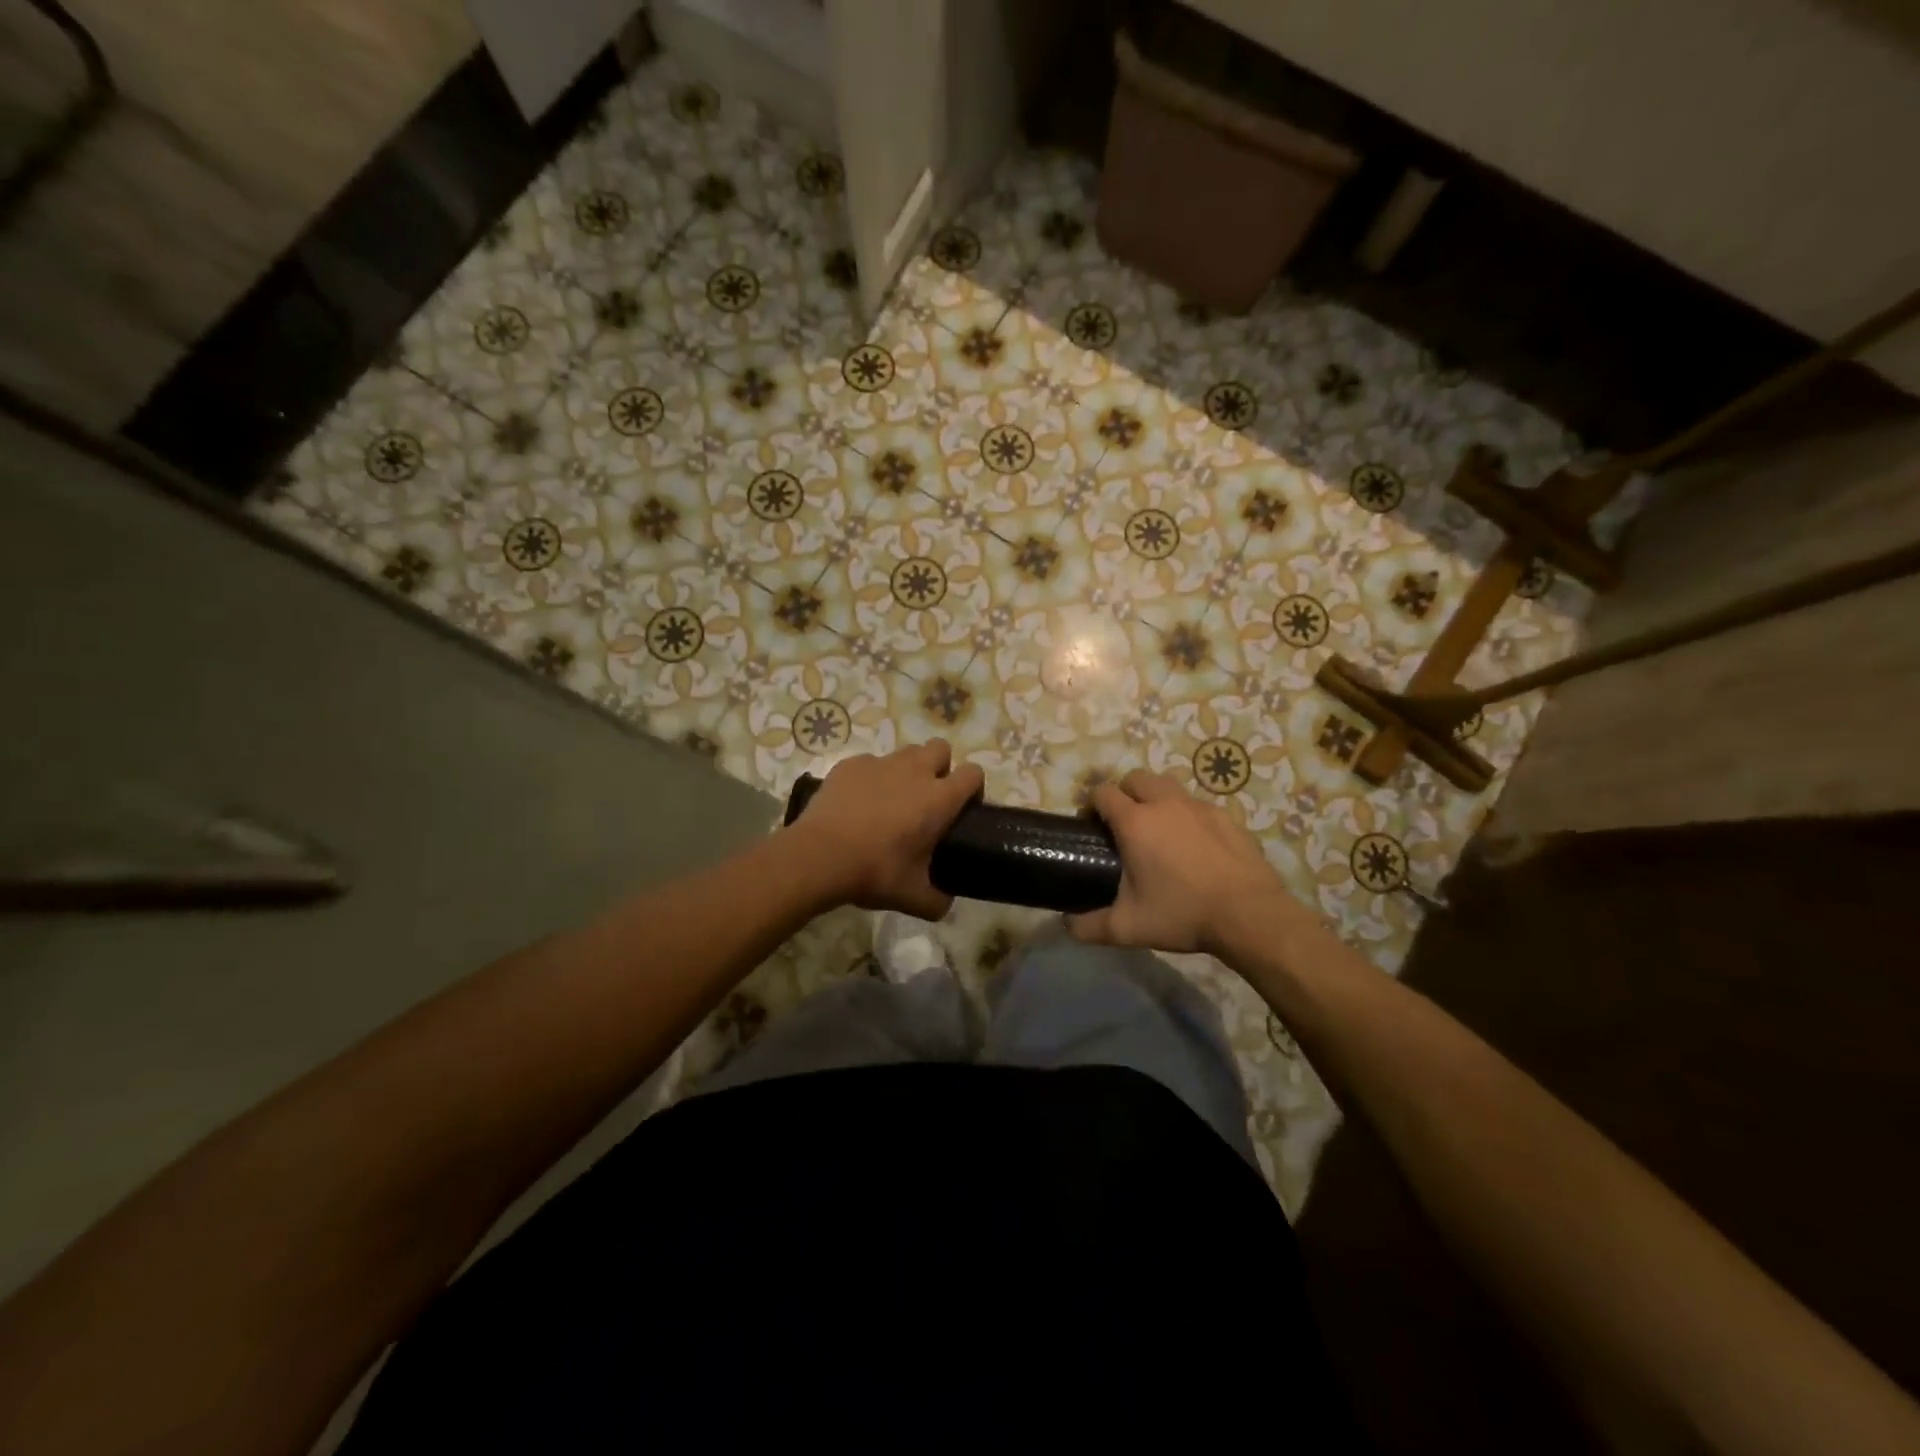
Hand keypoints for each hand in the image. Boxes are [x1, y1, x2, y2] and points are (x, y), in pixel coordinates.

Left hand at [788, 741, 983, 917]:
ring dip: (908, 769)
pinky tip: (858, 803)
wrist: (819, 856)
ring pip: (906, 752)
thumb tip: (945, 903)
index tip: (964, 808)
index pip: (973, 773)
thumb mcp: (912, 897)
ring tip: (893, 799)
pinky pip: (870, 763)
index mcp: (939, 799)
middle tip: (928, 798)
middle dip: (941, 766)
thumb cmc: (874, 872)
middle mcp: (915, 771)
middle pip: (941, 748)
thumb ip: (937, 901)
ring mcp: (880, 763)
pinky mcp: (850, 764)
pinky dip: (871, 778)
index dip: (973, 787)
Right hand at [1068, 770, 1291, 954]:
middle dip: (1125, 793)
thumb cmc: (1182, 913)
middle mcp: (1164, 804)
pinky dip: (1187, 816)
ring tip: (1159, 832)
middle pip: (1136, 778)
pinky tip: (1194, 846)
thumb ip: (1090, 926)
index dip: (1093, 805)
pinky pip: (1197, 806)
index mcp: (1135, 822)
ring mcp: (1199, 807)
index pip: (1103, 792)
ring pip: (1168, 786)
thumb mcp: (1129, 927)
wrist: (1249, 914)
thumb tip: (1067, 926)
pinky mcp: (1226, 817)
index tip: (1092, 826)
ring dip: (1156, 799)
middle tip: (1125, 826)